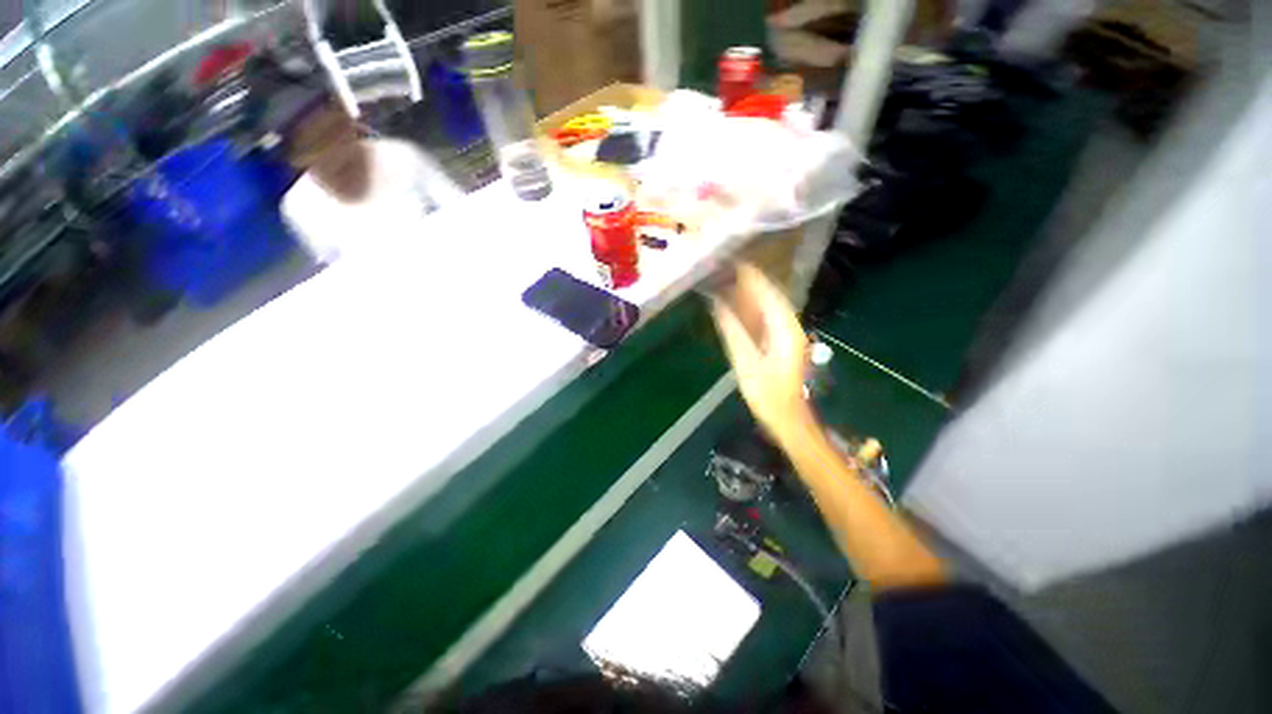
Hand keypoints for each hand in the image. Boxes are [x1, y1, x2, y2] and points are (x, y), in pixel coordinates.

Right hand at [711, 264, 815, 441]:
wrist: (787, 417)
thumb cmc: (767, 393)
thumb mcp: (745, 361)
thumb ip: (732, 330)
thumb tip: (718, 303)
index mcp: (784, 328)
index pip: (767, 292)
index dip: (750, 275)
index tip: (732, 261)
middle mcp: (789, 325)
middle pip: (769, 295)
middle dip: (748, 281)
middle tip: (725, 269)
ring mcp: (787, 334)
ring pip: (768, 306)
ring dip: (749, 294)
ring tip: (727, 282)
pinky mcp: (781, 342)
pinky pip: (765, 318)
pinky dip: (751, 309)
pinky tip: (737, 306)